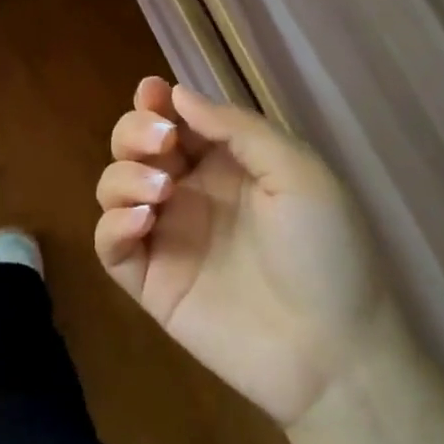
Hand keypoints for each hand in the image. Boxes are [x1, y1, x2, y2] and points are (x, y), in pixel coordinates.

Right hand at [95, 78, 394, 427]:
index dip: (156, 101)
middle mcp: (190, 193)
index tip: (152, 92)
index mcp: (225, 164)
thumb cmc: (326, 251)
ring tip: (161, 189)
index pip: (176, 120)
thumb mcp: (297, 172)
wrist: (334, 351)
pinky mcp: (151, 282)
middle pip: (135, 146)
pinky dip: (113, 224)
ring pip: (114, 187)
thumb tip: (178, 94)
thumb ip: (237, 128)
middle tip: (160, 141)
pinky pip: (109, 244)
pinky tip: (144, 221)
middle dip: (134, 131)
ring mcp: (167, 237)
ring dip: (124, 175)